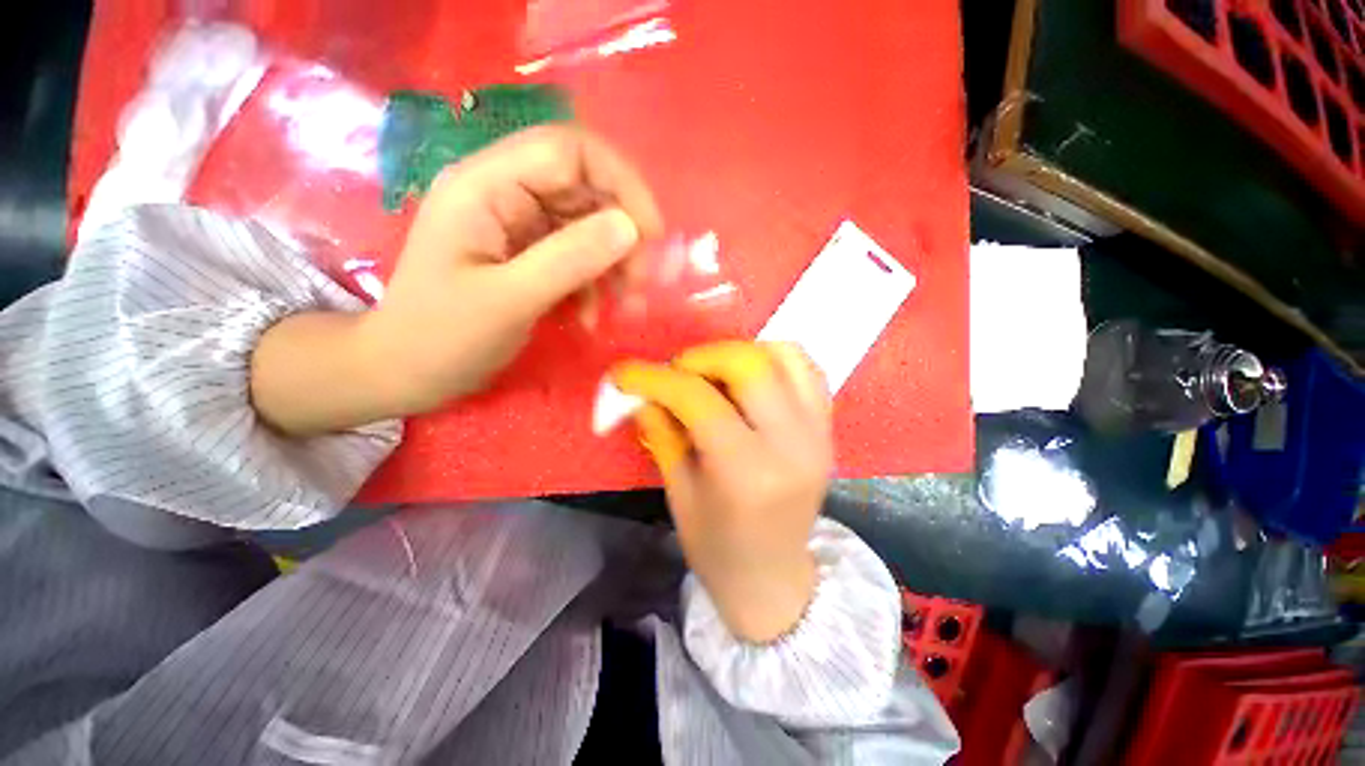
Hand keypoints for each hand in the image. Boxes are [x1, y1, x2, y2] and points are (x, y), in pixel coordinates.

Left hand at [369, 125, 663, 412]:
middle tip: (640, 286)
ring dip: (614, 266)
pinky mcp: (527, 254)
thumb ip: (569, 259)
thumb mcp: (508, 301)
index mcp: (486, 185)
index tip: (652, 236)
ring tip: (624, 309)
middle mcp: (504, 193)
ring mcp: (517, 225)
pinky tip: (591, 318)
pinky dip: (594, 285)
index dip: (621, 184)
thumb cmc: (442, 337)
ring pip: (587, 227)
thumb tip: (631, 227)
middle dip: (622, 237)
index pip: (570, 151)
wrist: (405, 372)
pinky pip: (577, 257)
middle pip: (585, 190)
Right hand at [613, 341, 832, 642]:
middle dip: (703, 357)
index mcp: (747, 473)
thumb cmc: (717, 546)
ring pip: (784, 356)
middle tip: (678, 373)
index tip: (627, 373)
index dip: (656, 379)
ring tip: (714, 374)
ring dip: (740, 353)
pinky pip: (807, 371)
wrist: (773, 576)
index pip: (699, 400)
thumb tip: (643, 393)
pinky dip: (774, 360)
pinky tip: (748, 378)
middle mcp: (791, 445)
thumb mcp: (678, 493)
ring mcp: (818, 433)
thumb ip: (662, 433)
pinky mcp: (829, 429)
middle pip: (749, 365)